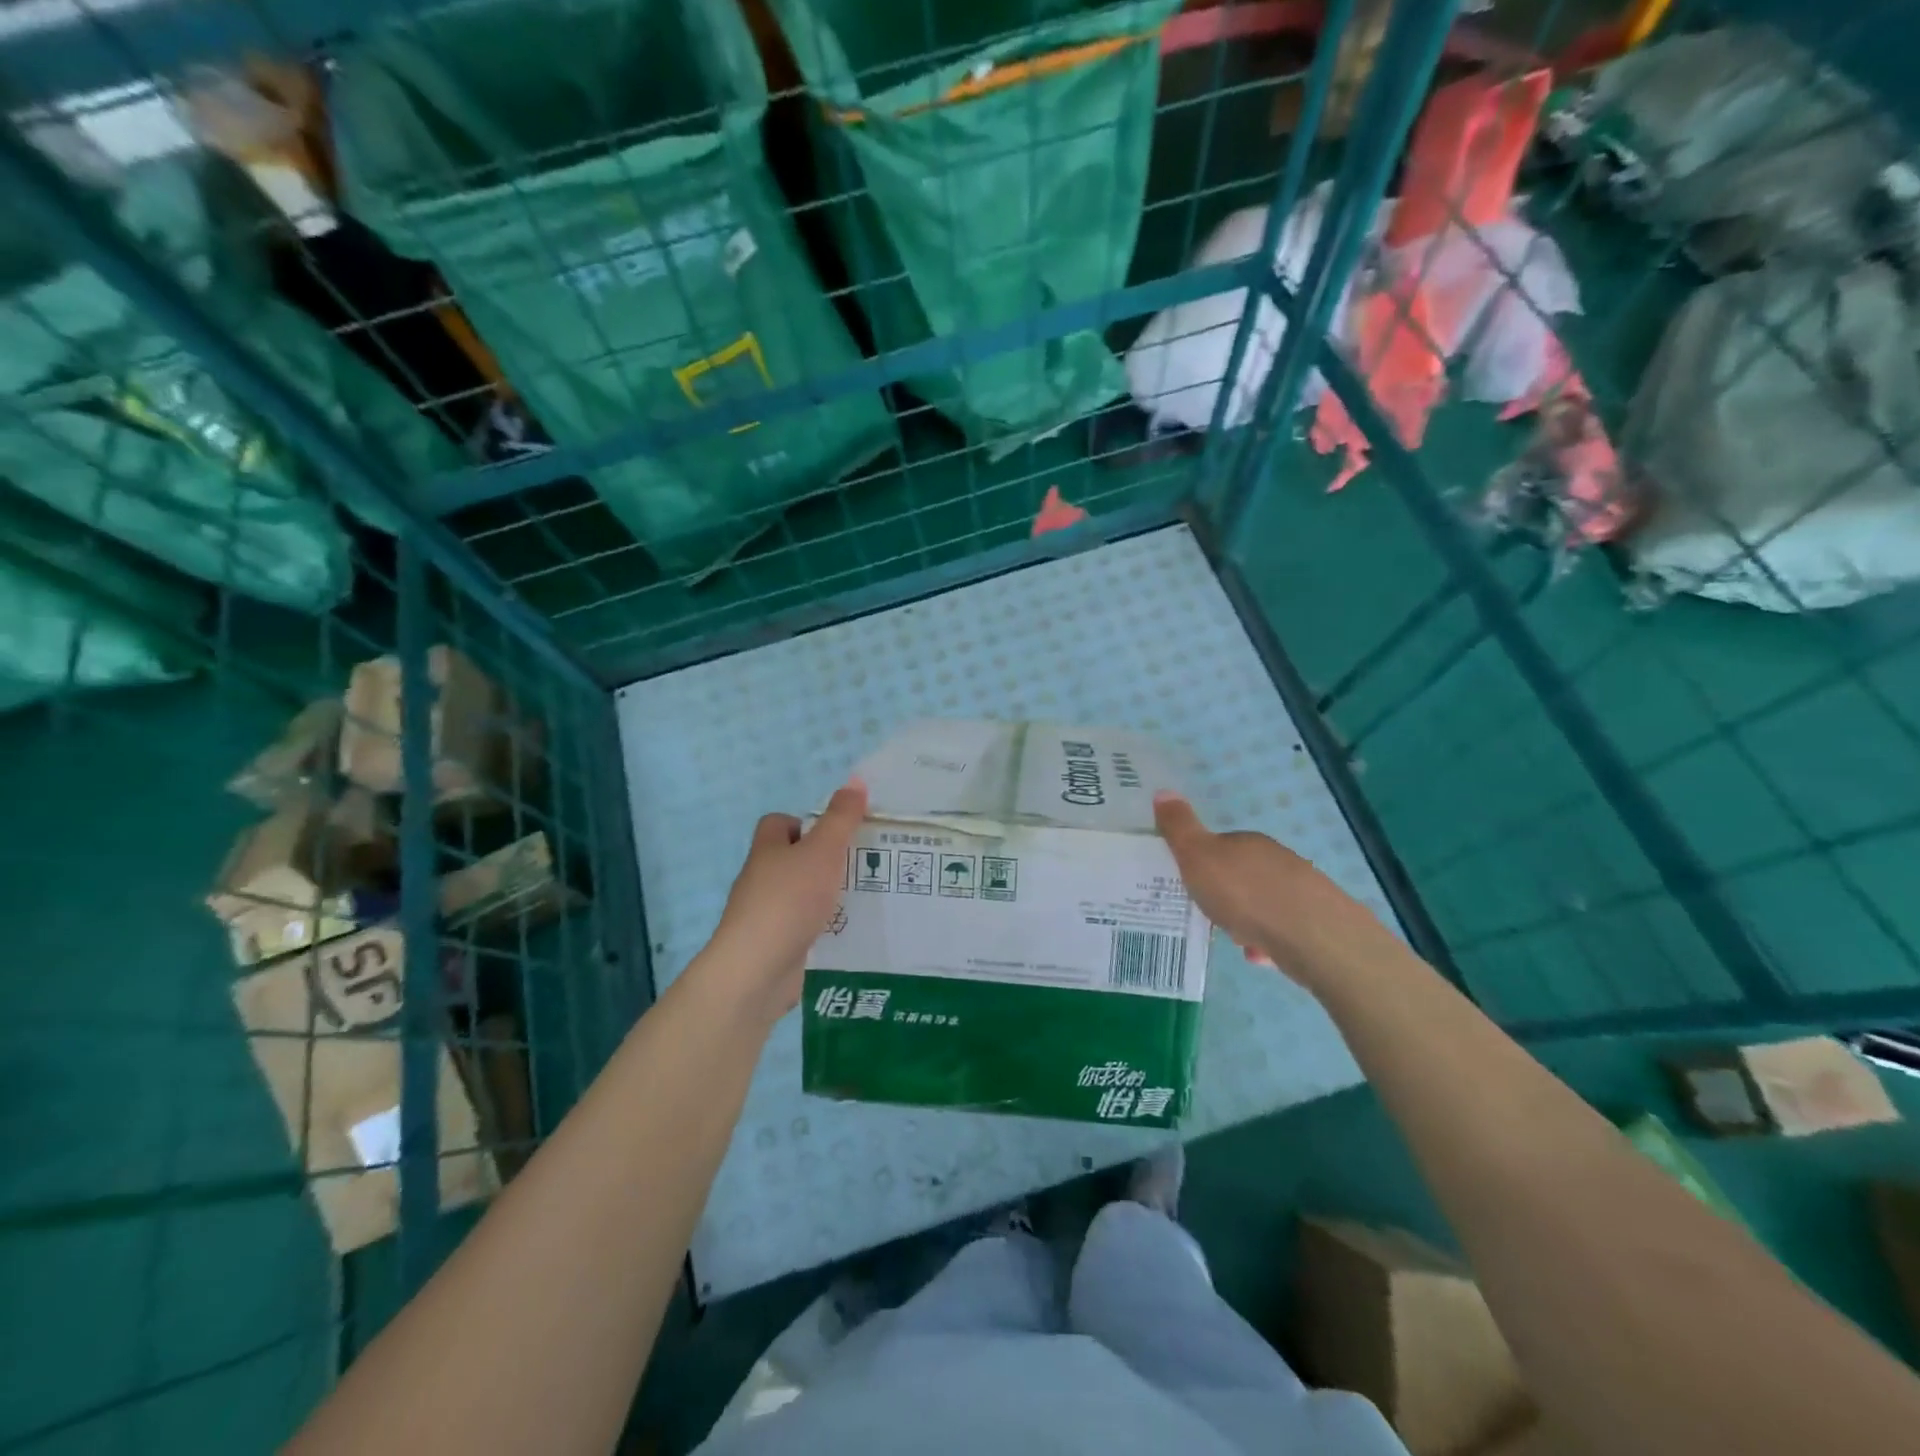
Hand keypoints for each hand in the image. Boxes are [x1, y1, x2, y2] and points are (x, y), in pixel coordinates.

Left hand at [698, 780, 867, 1024]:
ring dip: (825, 895)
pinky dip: (822, 927)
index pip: (778, 824)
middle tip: (860, 864)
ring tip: (863, 897)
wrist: (756, 969)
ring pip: (799, 894)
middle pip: (791, 859)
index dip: (805, 823)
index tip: (835, 834)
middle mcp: (761, 879)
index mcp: (767, 850)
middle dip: (823, 860)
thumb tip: (856, 781)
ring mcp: (765, 914)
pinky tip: (847, 931)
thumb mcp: (822, 851)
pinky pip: (802, 927)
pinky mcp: (774, 945)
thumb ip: (841, 818)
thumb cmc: (788, 900)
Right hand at [1153, 791, 1396, 987]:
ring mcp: (1301, 889)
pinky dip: (1268, 939)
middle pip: (1243, 874)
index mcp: (1247, 842)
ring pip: (1264, 902)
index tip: (1191, 884)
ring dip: (1248, 918)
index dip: (1203, 864)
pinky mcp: (1317, 921)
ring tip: (1234, 938)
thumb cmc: (1244, 893)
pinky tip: (1259, 955)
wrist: (1311, 936)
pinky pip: (1282, 928)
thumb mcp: (1197, 856)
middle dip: (1227, 893)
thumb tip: (1163, 791)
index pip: (1220, 845)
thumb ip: (1179, 827)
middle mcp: (1277, 859)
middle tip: (1209, 913)